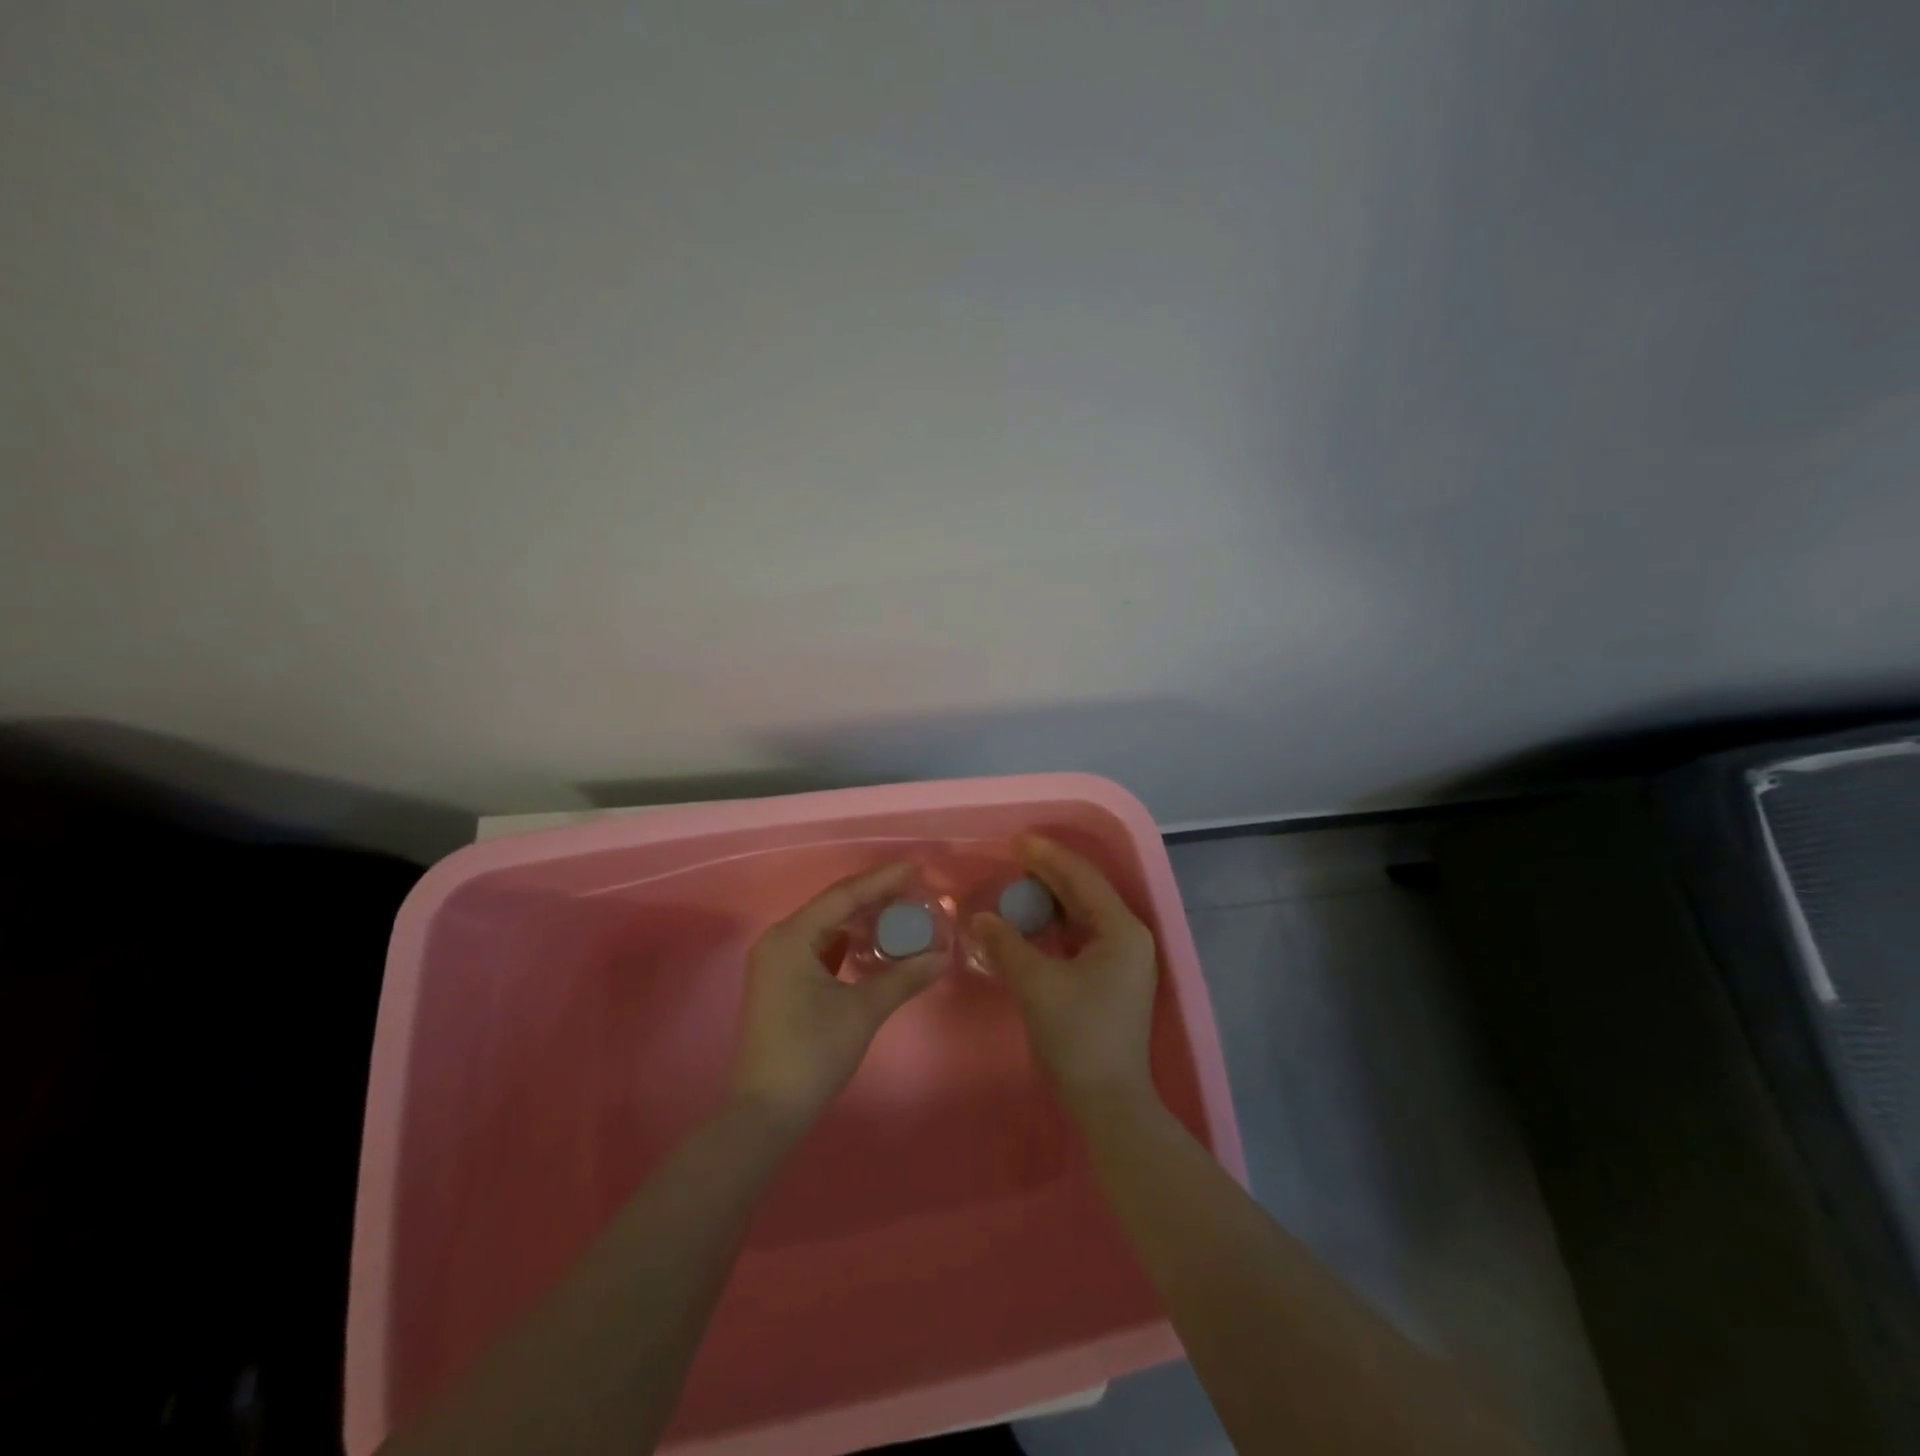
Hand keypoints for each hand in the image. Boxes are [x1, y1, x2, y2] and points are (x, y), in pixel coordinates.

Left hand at [732, 862, 945, 1129]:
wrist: (766, 1111)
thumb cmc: (812, 1053)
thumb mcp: (863, 1011)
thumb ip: (904, 977)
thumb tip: (944, 954)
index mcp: (791, 937)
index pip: (843, 896)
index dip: (882, 880)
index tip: (916, 868)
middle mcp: (779, 940)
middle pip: (833, 906)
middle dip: (874, 898)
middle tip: (914, 890)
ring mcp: (776, 961)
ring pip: (826, 927)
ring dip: (861, 920)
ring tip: (900, 911)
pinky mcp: (781, 981)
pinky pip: (819, 947)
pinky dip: (847, 942)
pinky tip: (872, 942)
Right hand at [969, 835, 1160, 1118]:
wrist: (1109, 1103)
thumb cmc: (1077, 1036)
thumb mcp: (1037, 985)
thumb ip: (1007, 944)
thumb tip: (981, 918)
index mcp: (1121, 930)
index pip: (1081, 878)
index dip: (1047, 856)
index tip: (1015, 841)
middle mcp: (1128, 937)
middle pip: (1085, 891)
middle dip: (1049, 872)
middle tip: (1013, 855)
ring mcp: (1123, 959)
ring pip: (1083, 913)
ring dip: (1052, 897)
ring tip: (1018, 882)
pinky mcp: (1111, 979)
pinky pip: (1081, 935)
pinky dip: (1056, 924)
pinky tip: (1031, 921)